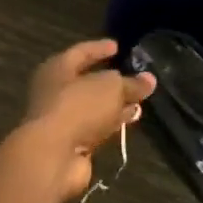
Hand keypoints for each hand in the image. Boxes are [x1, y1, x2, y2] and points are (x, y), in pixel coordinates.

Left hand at [21, 40, 156, 201]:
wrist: (52, 155)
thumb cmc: (78, 107)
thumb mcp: (111, 88)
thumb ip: (131, 83)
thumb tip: (149, 79)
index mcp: (57, 69)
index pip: (81, 52)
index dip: (99, 48)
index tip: (117, 46)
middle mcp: (55, 92)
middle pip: (87, 83)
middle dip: (111, 82)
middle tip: (133, 79)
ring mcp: (61, 120)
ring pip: (93, 108)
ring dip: (114, 106)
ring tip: (139, 103)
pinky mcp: (69, 144)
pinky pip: (95, 128)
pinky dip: (111, 124)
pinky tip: (129, 122)